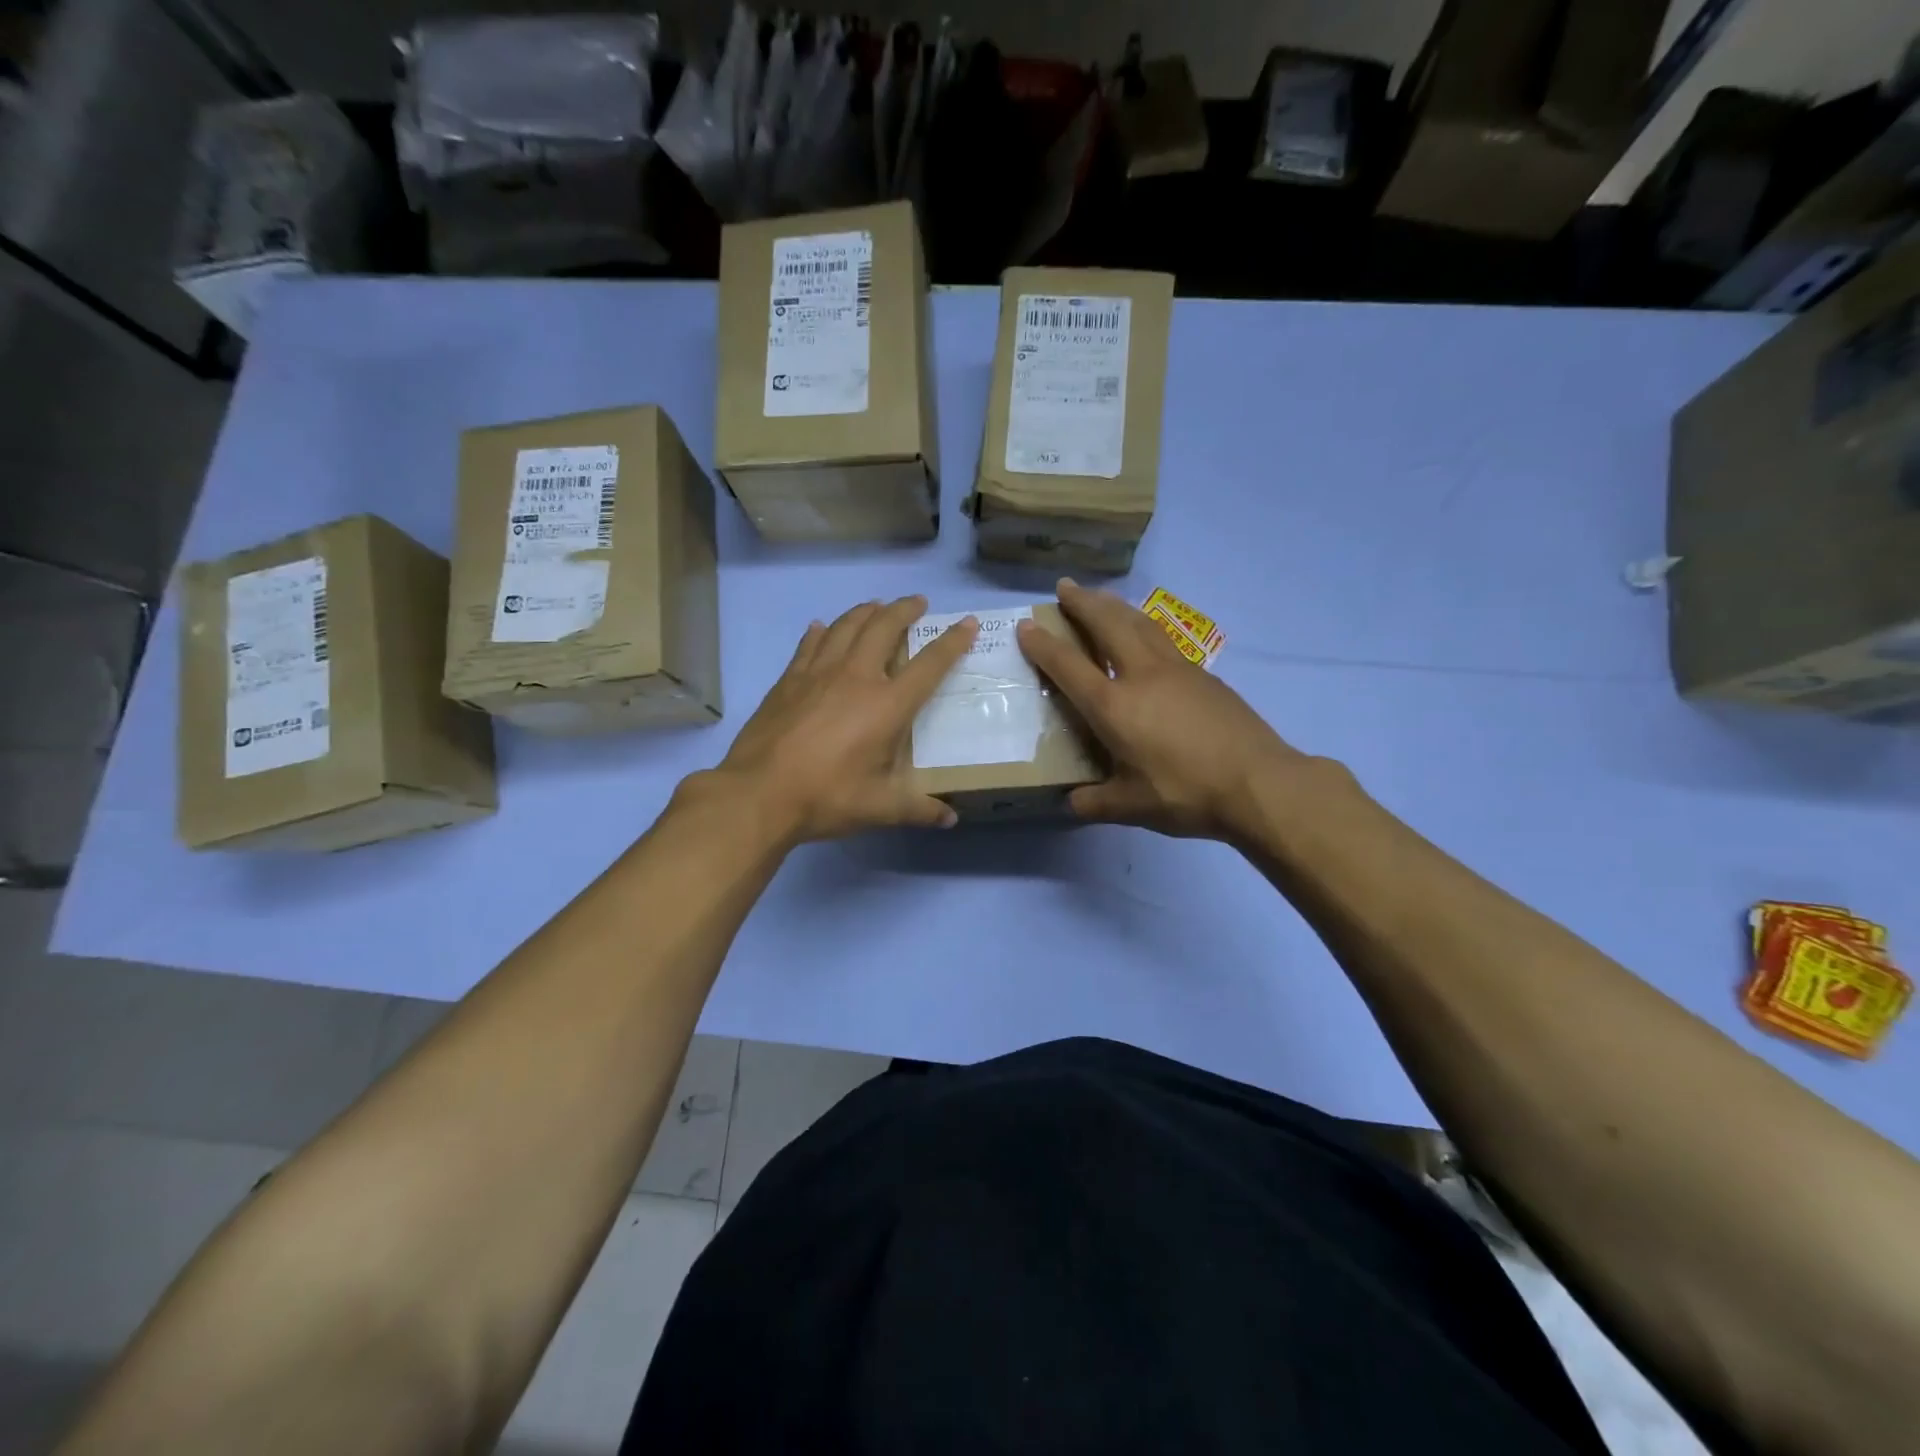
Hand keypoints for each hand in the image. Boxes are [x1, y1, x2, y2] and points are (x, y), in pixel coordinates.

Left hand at [704, 596, 977, 843]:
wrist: (759, 793)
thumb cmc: (827, 798)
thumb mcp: (880, 808)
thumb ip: (919, 809)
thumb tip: (950, 820)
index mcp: (887, 705)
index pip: (929, 664)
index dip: (952, 641)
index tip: (968, 623)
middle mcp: (856, 676)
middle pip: (884, 627)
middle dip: (905, 609)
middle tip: (917, 602)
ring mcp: (818, 673)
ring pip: (846, 625)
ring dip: (866, 611)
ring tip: (877, 606)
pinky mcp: (788, 679)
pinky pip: (809, 644)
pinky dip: (821, 631)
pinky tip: (820, 627)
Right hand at [1016, 580, 1307, 839]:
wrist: (1258, 782)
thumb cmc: (1187, 793)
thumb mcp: (1132, 806)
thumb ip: (1096, 803)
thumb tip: (1072, 803)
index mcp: (1114, 706)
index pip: (1068, 666)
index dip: (1043, 645)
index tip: (1026, 625)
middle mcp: (1141, 675)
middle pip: (1107, 624)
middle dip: (1082, 602)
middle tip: (1064, 585)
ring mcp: (1176, 669)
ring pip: (1139, 622)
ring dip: (1114, 604)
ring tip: (1100, 596)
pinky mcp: (1203, 674)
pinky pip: (1162, 637)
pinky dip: (1142, 624)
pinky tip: (1144, 631)